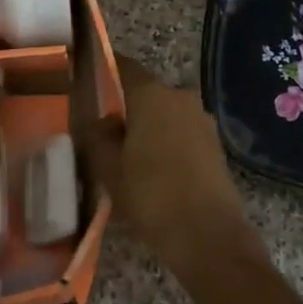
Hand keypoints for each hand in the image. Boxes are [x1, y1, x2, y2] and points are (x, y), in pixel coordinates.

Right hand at [79, 56, 302, 303]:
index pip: (124, 66)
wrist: (209, 237)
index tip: (87, 77)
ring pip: (164, 113)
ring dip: (147, 126)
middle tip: (103, 130)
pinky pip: (181, 131)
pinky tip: (153, 168)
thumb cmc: (152, 197)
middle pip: (145, 92)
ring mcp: (202, 119)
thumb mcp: (109, 169)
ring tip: (127, 154)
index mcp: (152, 95)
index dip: (105, 68)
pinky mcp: (214, 143)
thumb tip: (103, 119)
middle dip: (125, 106)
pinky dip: (165, 141)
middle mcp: (180, 96)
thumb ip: (99, 135)